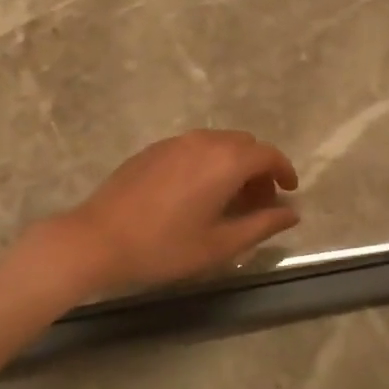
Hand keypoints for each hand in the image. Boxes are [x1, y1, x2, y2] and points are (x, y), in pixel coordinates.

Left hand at [44, 130, 299, 295]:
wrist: (98, 239)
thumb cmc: (164, 247)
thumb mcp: (219, 245)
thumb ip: (261, 225)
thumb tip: (291, 213)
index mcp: (224, 161)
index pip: (267, 154)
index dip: (283, 170)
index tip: (288, 192)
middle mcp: (202, 141)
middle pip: (243, 144)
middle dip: (258, 169)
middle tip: (259, 203)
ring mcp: (174, 142)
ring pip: (217, 143)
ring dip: (232, 164)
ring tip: (229, 201)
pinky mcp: (152, 150)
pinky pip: (193, 147)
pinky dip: (208, 162)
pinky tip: (197, 193)